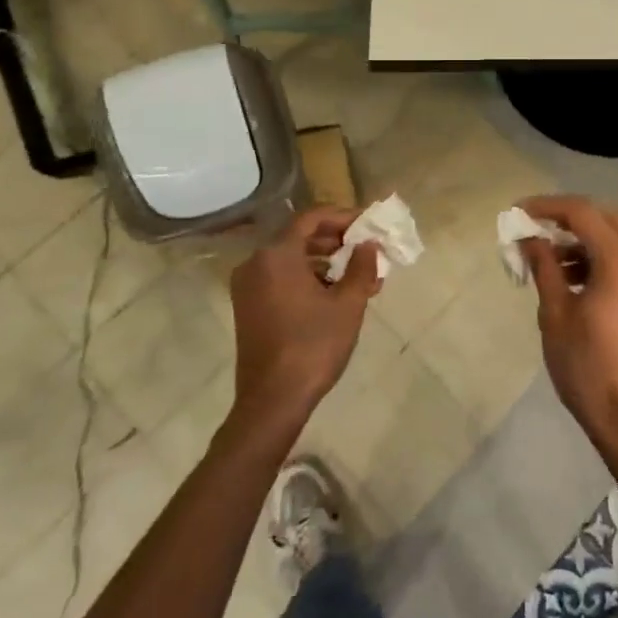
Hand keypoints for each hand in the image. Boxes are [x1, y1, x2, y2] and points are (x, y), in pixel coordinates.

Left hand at [228, 208, 381, 427]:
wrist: (272, 401)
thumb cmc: (313, 346)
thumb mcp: (348, 303)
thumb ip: (361, 266)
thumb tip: (367, 244)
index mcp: (277, 255)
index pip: (312, 217)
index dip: (343, 216)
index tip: (369, 225)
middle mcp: (256, 263)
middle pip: (300, 236)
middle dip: (337, 240)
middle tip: (367, 249)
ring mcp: (248, 286)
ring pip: (291, 258)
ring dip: (325, 260)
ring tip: (358, 274)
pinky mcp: (248, 306)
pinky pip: (281, 277)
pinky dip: (308, 277)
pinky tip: (335, 292)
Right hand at [518, 196, 617, 457]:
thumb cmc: (586, 364)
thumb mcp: (555, 312)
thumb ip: (544, 266)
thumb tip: (529, 238)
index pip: (582, 212)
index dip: (548, 206)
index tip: (519, 212)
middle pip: (605, 218)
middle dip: (569, 218)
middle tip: (536, 228)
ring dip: (585, 237)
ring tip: (550, 256)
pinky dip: (601, 256)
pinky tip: (573, 276)